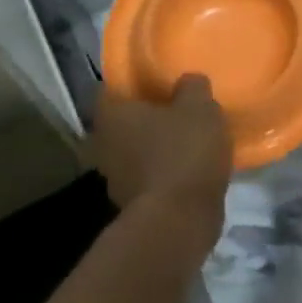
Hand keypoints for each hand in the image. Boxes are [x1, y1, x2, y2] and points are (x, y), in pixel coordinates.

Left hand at [87, 75, 233, 257]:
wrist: (179, 220)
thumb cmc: (183, 152)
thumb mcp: (200, 107)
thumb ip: (192, 87)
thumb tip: (188, 82)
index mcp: (111, 113)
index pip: (113, 88)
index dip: (135, 84)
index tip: (160, 85)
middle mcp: (101, 143)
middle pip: (123, 123)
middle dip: (146, 119)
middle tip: (176, 113)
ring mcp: (112, 178)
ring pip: (133, 152)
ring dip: (154, 149)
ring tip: (186, 144)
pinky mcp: (129, 205)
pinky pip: (146, 178)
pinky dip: (162, 175)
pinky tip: (187, 172)